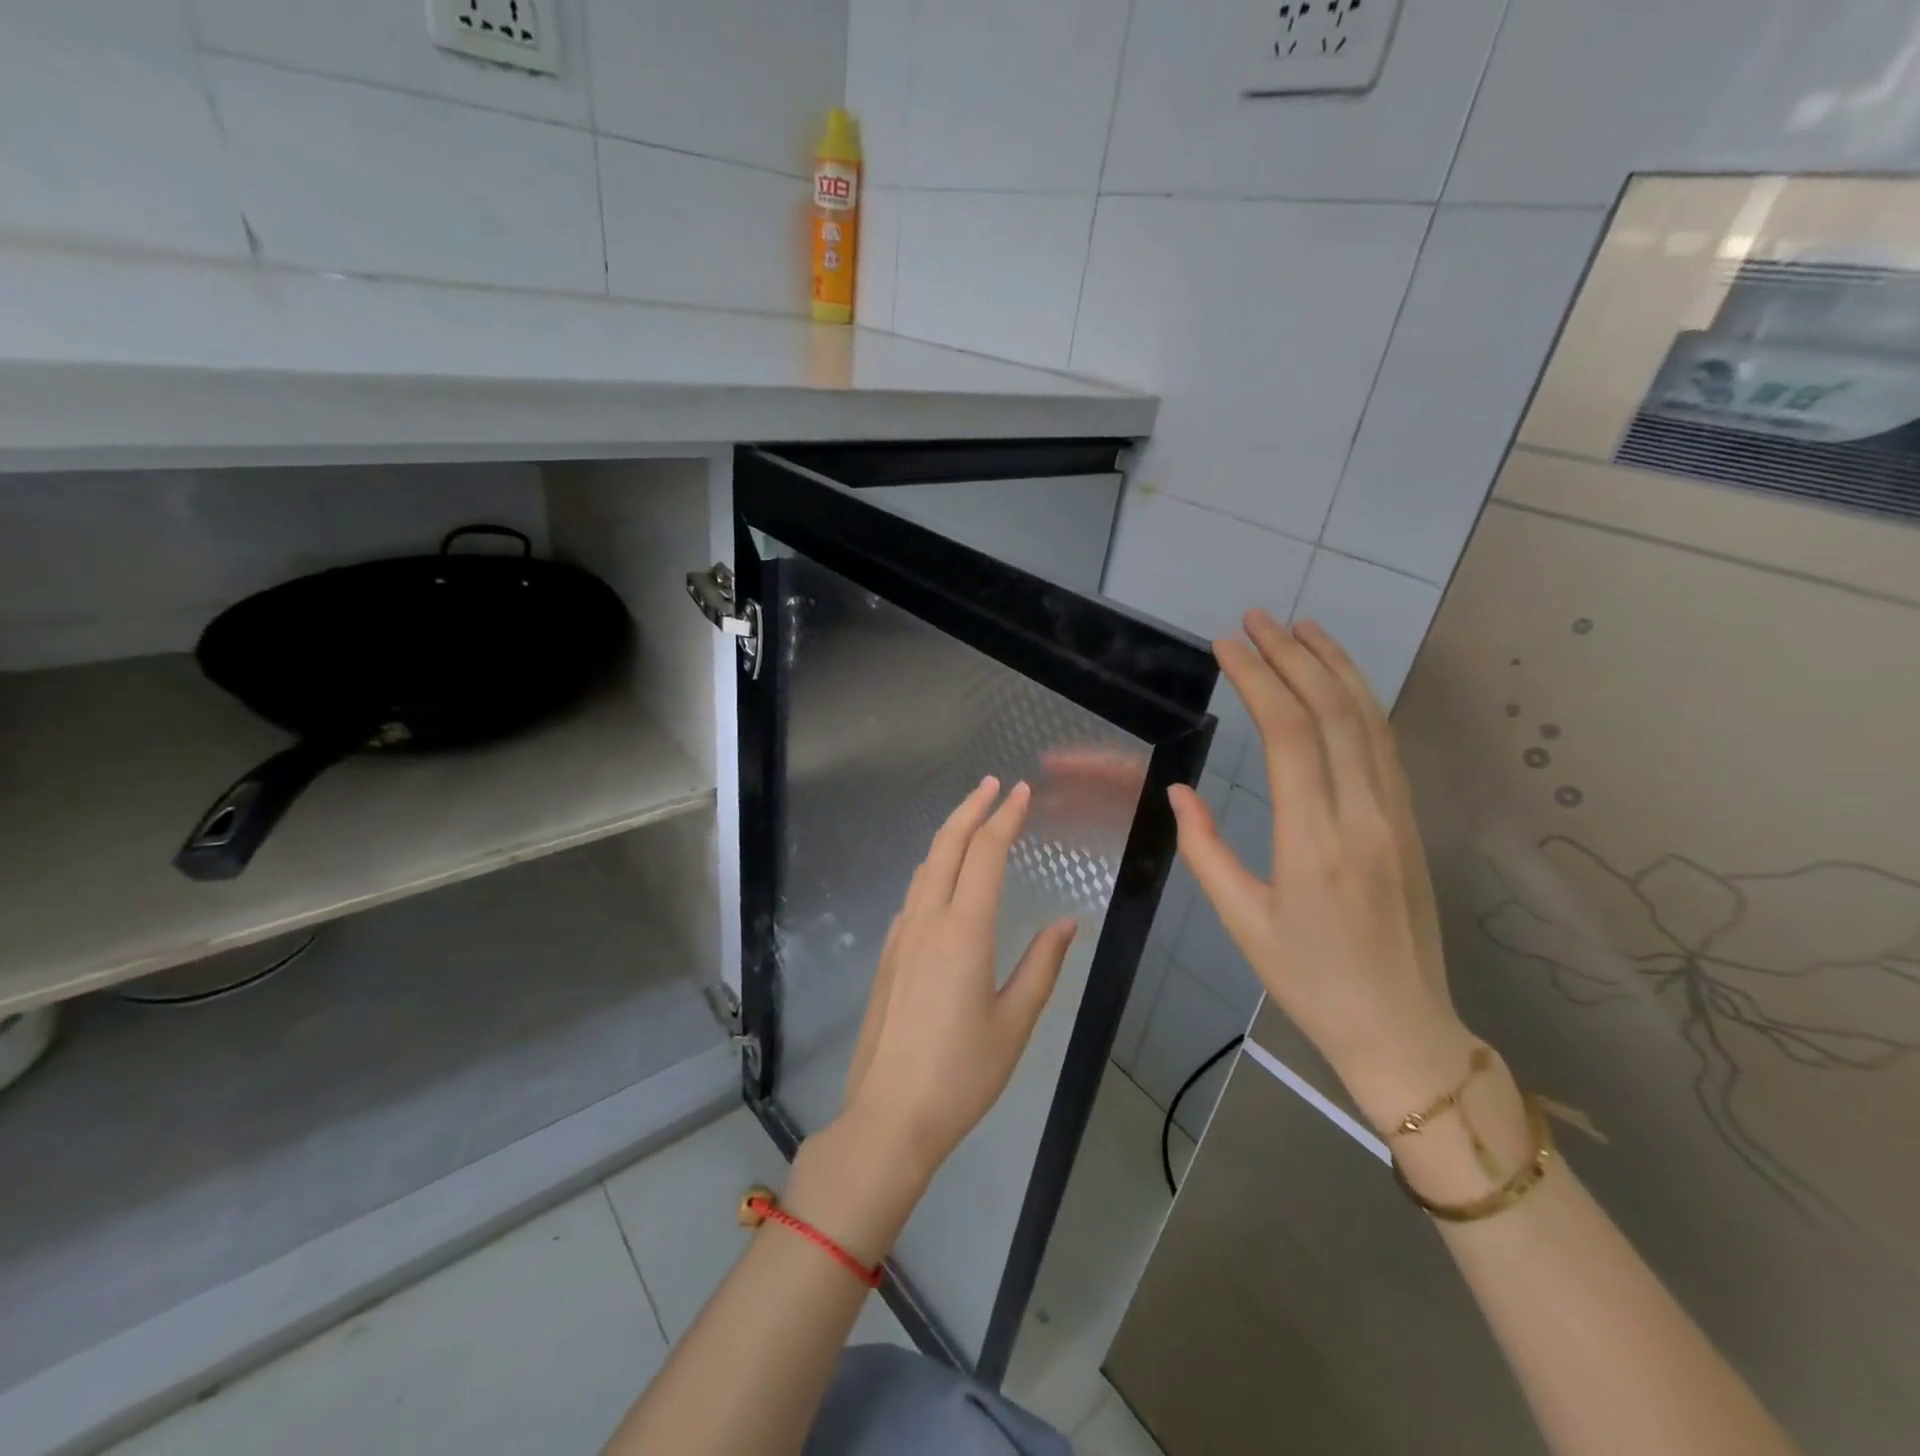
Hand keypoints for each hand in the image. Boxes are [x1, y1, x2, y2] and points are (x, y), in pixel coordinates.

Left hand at [839, 776, 1077, 1178]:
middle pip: (948, 845)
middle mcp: (928, 921)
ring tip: (972, 819)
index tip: (1021, 791)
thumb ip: (1042, 966)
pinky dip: (933, 868)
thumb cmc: (962, 1074)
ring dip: (950, 834)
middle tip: (993, 784)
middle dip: (971, 808)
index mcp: (964, 931)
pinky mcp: (887, 954)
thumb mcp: (1015, 1023)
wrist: (888, 1115)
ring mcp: (900, 936)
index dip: (1005, 817)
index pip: (986, 853)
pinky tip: (943, 878)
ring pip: (925, 866)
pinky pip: (913, 894)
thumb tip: (1065, 922)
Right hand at [1168, 611, 1471, 1131]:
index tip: (1227, 646)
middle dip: (1292, 657)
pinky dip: (1362, 700)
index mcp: (1315, 844)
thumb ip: (1206, 849)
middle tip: (1255, 619)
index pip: (1291, 737)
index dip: (1259, 681)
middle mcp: (1364, 817)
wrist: (1404, 1029)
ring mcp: (1397, 816)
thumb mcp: (1243, 922)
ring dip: (1333, 666)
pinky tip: (1340, 680)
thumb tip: (1179, 790)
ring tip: (1300, 627)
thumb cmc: (1310, 981)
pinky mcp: (1411, 822)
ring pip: (1370, 721)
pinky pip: (1385, 746)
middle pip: (1333, 714)